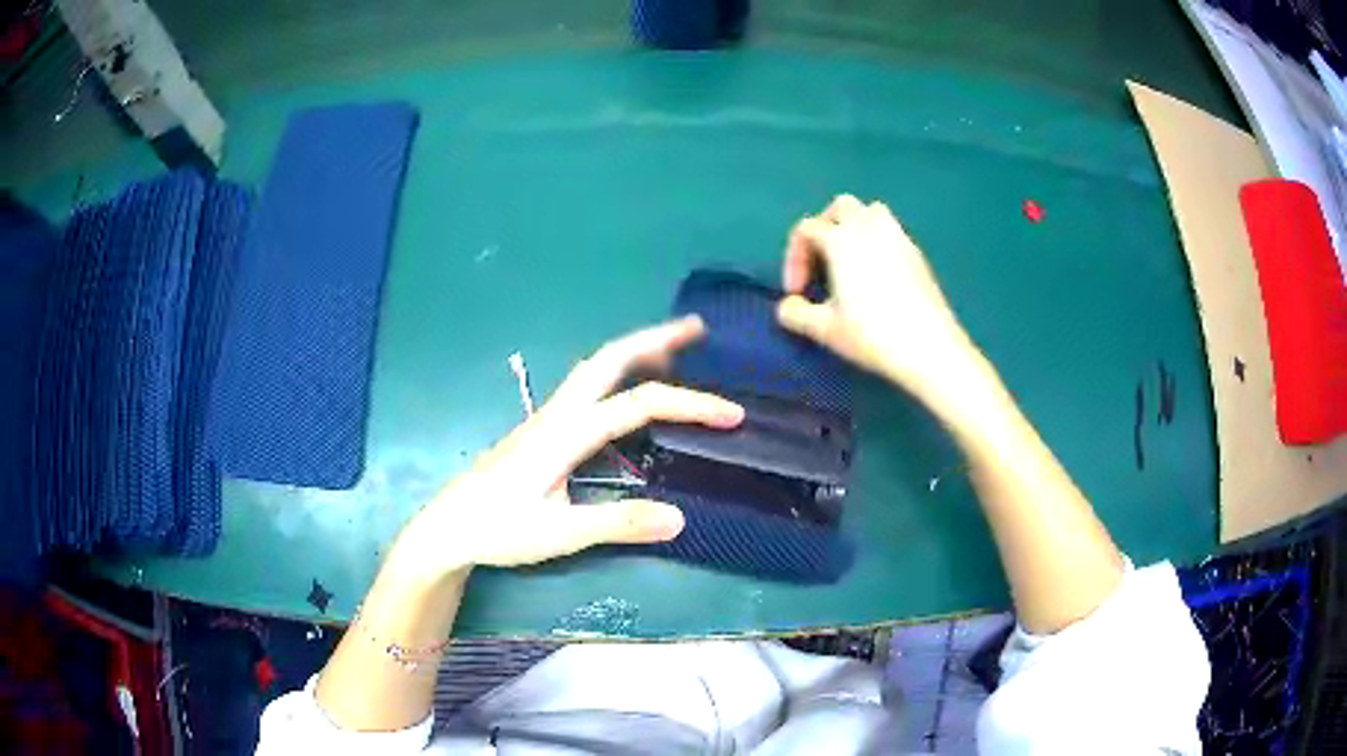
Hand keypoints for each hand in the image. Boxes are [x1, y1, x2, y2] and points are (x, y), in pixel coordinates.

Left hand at [395, 316, 743, 576]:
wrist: (449, 528)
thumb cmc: (499, 530)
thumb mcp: (560, 534)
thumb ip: (618, 525)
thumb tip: (681, 517)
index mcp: (565, 434)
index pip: (637, 406)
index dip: (689, 405)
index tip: (732, 416)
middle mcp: (557, 414)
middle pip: (609, 359)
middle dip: (655, 338)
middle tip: (698, 328)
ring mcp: (547, 419)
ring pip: (596, 369)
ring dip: (636, 351)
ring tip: (674, 350)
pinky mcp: (543, 431)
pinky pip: (588, 387)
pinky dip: (619, 374)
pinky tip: (628, 394)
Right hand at [777, 195, 976, 395]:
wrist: (928, 347)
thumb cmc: (872, 334)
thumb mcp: (825, 330)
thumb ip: (796, 314)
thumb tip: (788, 306)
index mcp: (842, 240)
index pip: (807, 228)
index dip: (794, 257)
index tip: (797, 292)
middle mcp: (869, 228)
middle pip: (840, 207)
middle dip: (824, 228)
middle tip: (820, 262)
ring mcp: (898, 237)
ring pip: (871, 211)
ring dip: (854, 227)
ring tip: (849, 260)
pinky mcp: (917, 253)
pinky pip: (891, 232)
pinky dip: (877, 242)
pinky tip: (877, 275)